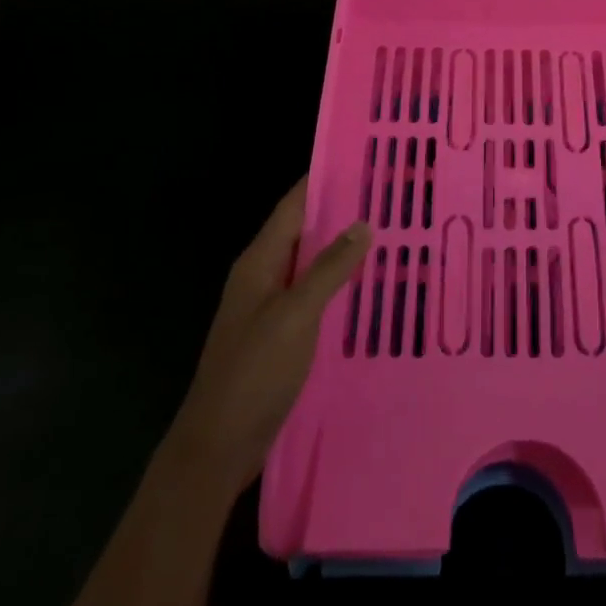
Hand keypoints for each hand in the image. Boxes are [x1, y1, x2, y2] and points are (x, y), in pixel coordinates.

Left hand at [170, 178, 369, 501]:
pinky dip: (337, 284)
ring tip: (388, 233)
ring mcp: (269, 308)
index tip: (359, 160)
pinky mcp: (280, 336)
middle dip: (339, 212)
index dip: (321, 181)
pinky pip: (313, 296)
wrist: (218, 446)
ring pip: (310, 265)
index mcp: (259, 262)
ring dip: (341, 249)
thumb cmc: (254, 372)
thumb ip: (329, 268)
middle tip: (387, 196)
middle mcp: (262, 277)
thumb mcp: (295, 315)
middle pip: (303, 232)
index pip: (292, 206)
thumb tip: (362, 224)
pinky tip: (367, 288)